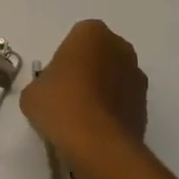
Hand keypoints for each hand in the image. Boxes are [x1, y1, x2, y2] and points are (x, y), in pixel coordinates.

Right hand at [21, 19, 148, 171]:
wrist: (98, 145)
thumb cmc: (61, 105)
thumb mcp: (33, 93)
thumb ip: (42, 84)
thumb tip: (49, 93)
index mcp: (91, 32)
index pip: (75, 39)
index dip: (63, 60)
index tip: (54, 81)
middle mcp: (120, 47)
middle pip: (99, 55)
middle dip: (86, 71)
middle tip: (67, 96)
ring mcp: (137, 77)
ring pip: (114, 78)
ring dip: (102, 90)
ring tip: (82, 118)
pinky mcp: (146, 106)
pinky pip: (124, 102)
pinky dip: (113, 111)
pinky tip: (96, 131)